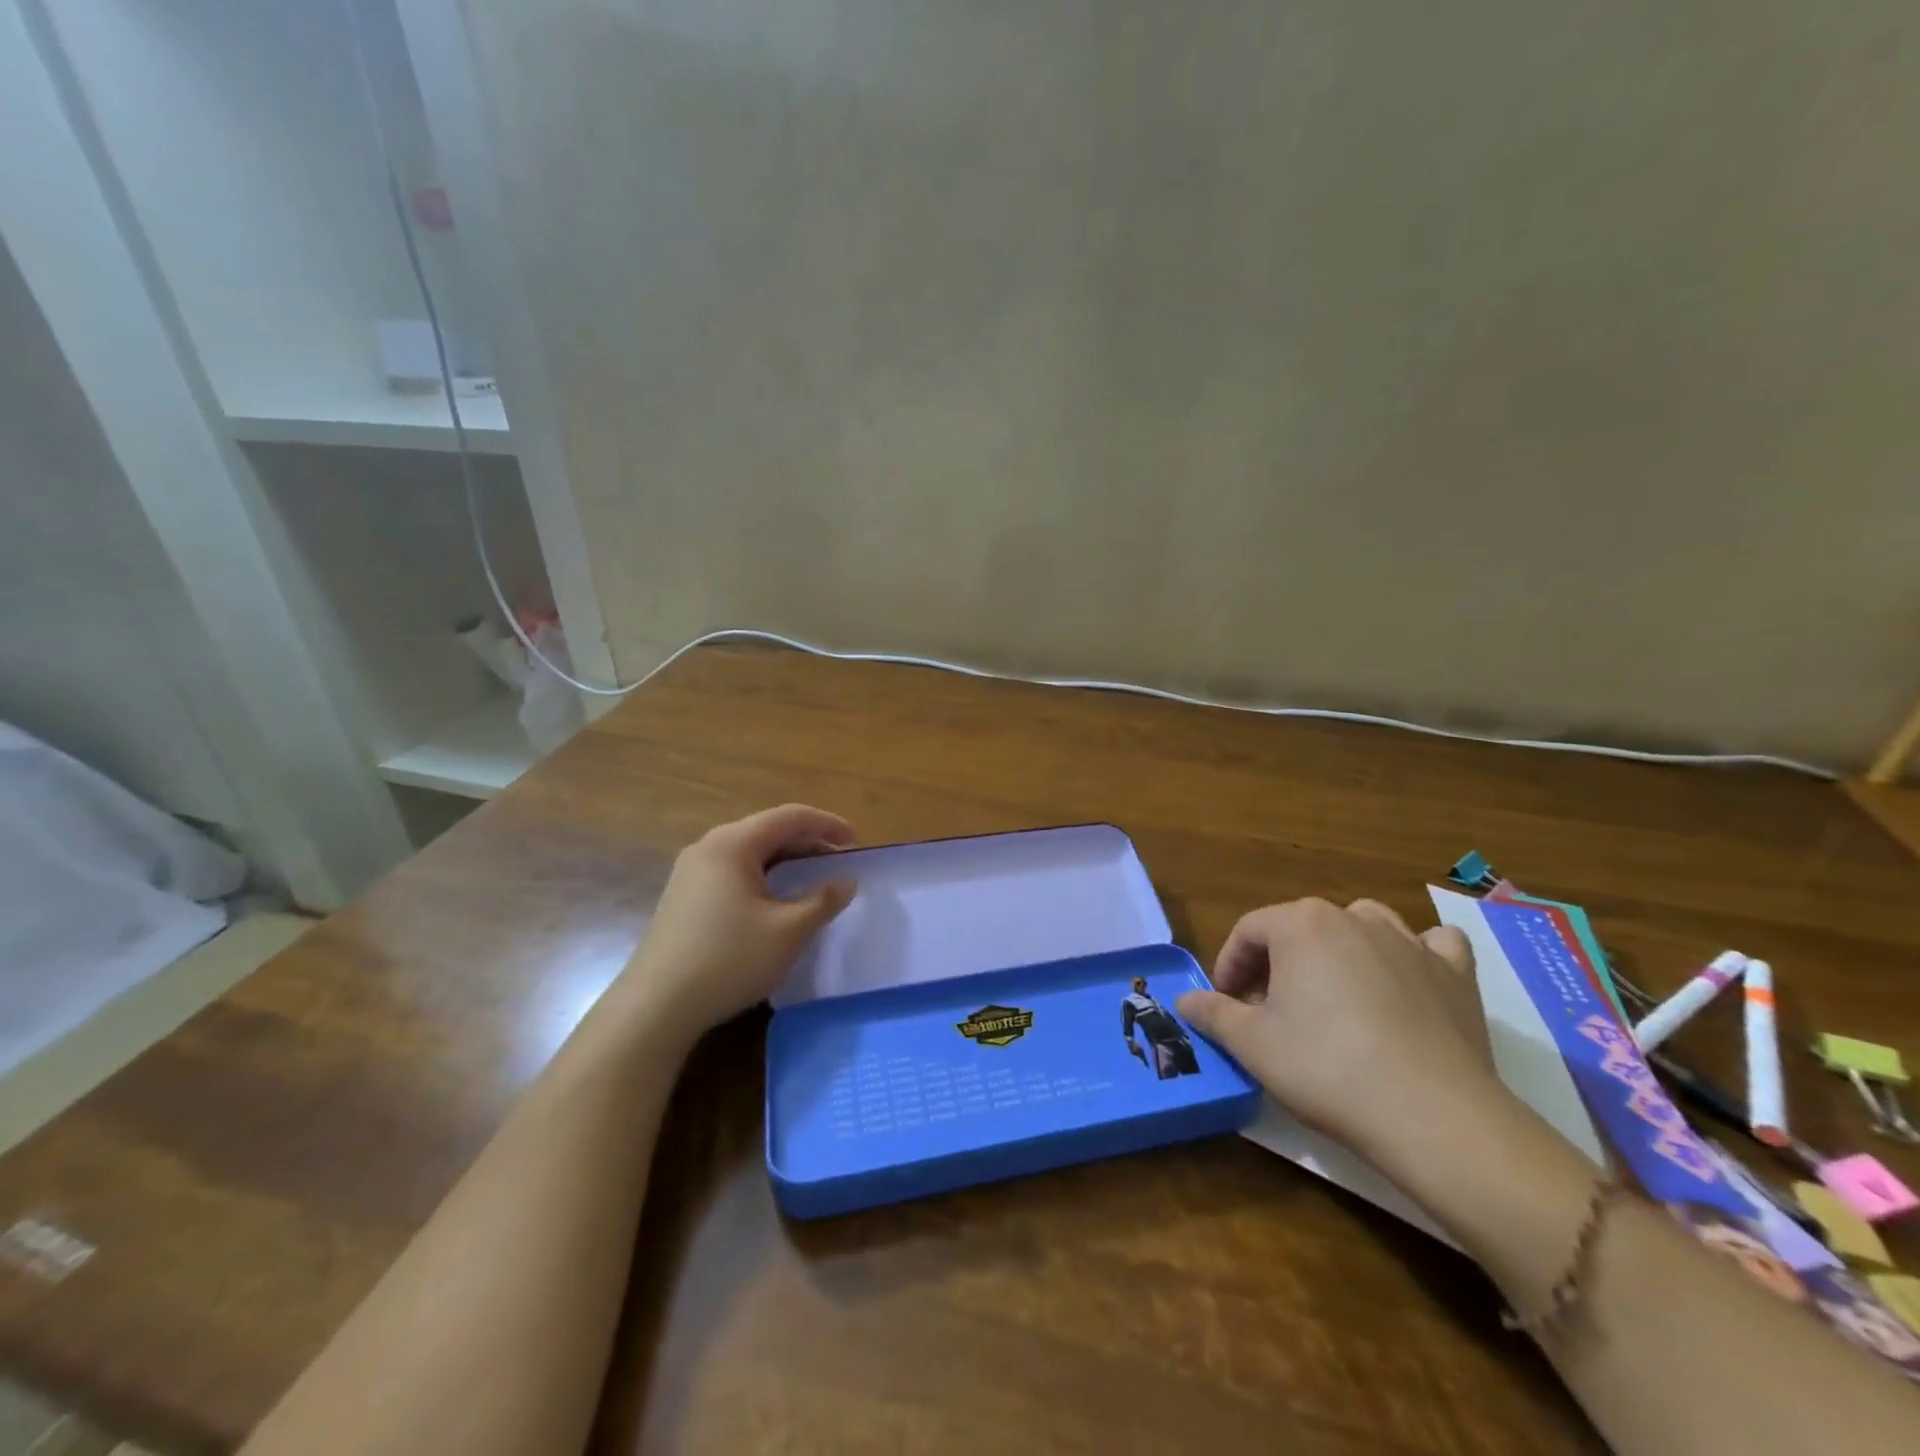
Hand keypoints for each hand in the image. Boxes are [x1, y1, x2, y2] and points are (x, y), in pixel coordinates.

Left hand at [625, 804, 856, 1037]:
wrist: (656, 1007)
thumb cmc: (729, 960)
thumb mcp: (789, 931)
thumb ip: (823, 901)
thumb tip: (846, 882)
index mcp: (733, 843)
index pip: (790, 817)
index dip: (828, 824)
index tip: (857, 842)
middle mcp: (709, 847)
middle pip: (768, 830)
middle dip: (808, 842)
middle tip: (839, 862)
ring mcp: (691, 872)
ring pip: (750, 852)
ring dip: (786, 860)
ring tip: (814, 879)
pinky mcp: (684, 897)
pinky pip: (734, 871)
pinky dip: (764, 876)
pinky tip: (776, 900)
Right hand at [1177, 898, 1506, 1173]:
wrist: (1432, 1116)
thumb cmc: (1326, 1068)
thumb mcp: (1252, 1044)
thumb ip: (1213, 1014)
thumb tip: (1186, 1000)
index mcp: (1300, 924)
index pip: (1249, 930)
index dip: (1229, 965)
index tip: (1226, 1003)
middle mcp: (1353, 918)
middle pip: (1300, 927)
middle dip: (1278, 962)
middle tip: (1269, 1010)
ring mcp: (1410, 943)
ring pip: (1363, 923)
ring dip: (1340, 947)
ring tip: (1332, 990)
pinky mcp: (1455, 974)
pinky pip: (1433, 945)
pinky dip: (1417, 953)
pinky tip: (1408, 979)